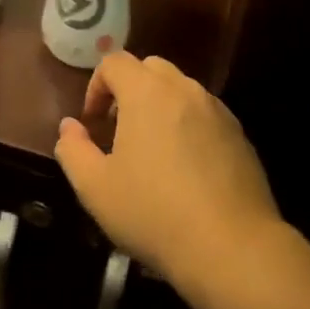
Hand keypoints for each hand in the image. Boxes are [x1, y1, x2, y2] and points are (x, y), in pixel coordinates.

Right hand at [54, 53, 281, 290]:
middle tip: (119, 131)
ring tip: (152, 152)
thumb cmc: (154, 213)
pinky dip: (188, 126)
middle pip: (150, 69)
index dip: (96, 86)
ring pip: (181, 90)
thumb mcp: (96, 188)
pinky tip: (186, 170)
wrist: (231, 246)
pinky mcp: (239, 134)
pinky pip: (205, 115)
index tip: (92, 123)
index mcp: (147, 92)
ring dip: (160, 107)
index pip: (115, 62)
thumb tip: (70, 127)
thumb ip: (74, 150)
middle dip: (129, 90)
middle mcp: (184, 89)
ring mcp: (217, 110)